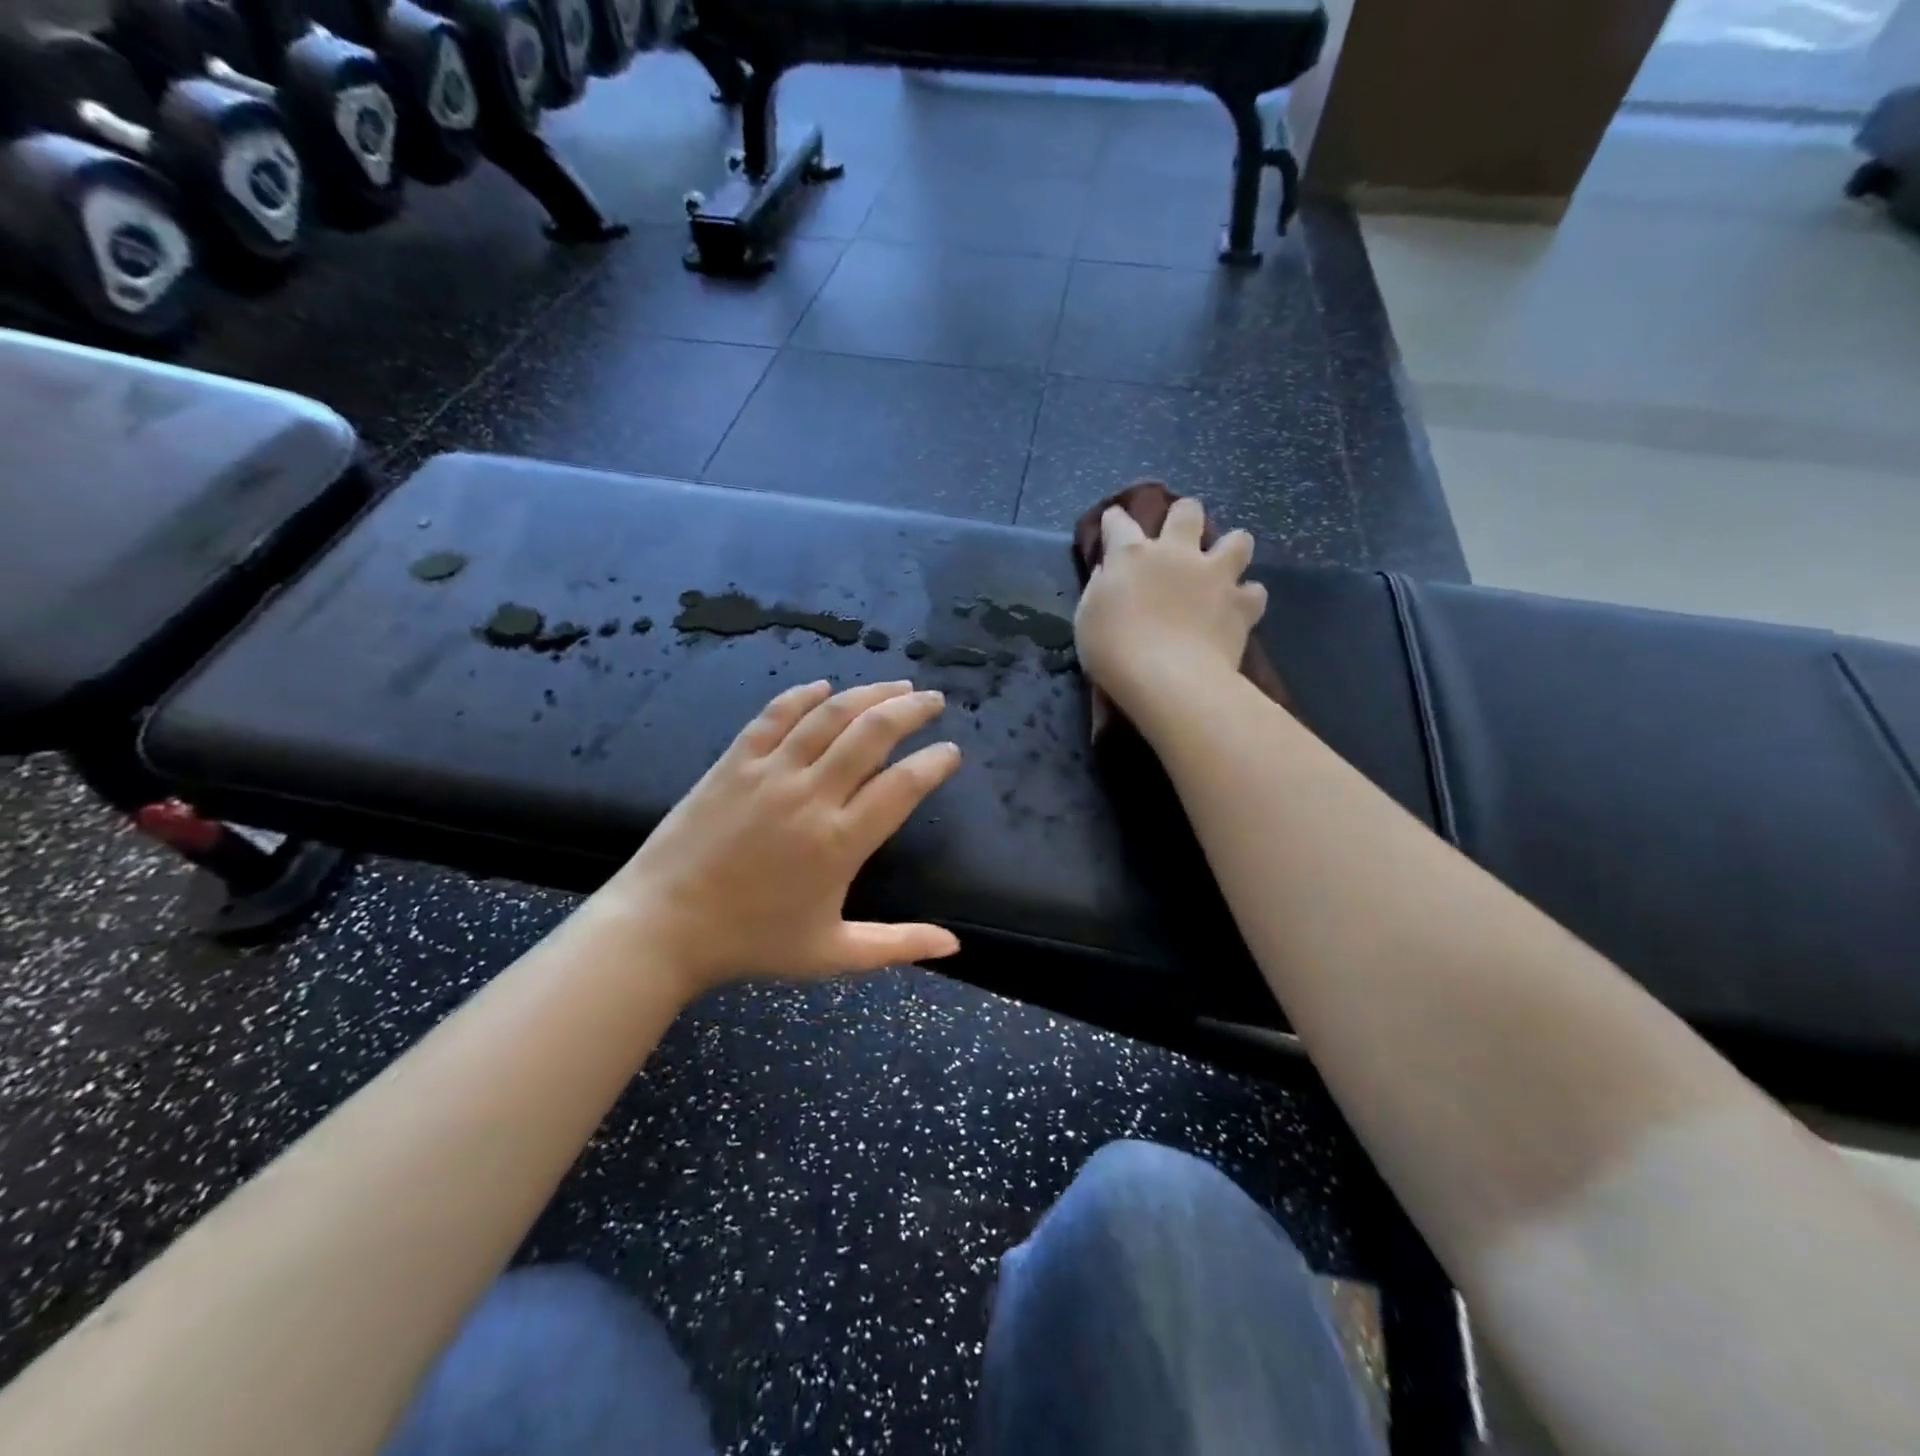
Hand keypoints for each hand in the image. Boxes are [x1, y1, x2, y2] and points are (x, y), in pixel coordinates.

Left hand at [606, 680, 962, 994]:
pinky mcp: (734, 762)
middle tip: (932, 700)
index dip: (935, 762)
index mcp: (840, 842)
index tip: (951, 751)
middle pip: (872, 734)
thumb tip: (954, 944)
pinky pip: (775, 716)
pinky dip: (803, 696)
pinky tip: (823, 687)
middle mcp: (811, 796)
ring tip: (895, 684)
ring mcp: (769, 773)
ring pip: (829, 715)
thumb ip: (897, 945)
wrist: (662, 926)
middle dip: (911, 709)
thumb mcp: (832, 954)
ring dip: (869, 693)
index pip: (903, 786)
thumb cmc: (752, 942)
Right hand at [1074, 496, 1266, 723]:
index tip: (1112, 524)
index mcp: (1132, 555)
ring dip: (1230, 549)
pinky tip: (1237, 609)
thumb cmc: (1114, 651)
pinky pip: (1254, 591)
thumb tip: (1109, 572)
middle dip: (1183, 516)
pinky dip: (1246, 598)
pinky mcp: (1241, 603)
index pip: (1119, 522)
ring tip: (1221, 568)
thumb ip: (1099, 588)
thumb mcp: (1087, 619)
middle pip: (1187, 512)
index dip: (1114, 520)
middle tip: (1179, 537)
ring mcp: (1214, 575)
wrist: (1169, 679)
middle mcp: (1176, 553)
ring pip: (1238, 539)